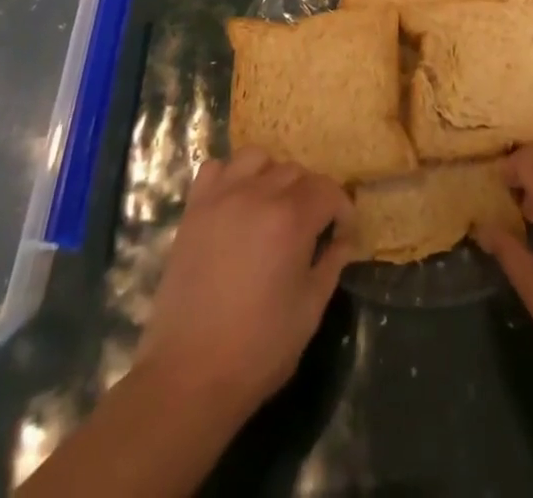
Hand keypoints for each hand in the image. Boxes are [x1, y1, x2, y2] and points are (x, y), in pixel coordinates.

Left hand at [133, 146, 353, 417]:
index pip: (328, 190)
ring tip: (271, 208)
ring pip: (257, 158)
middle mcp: (258, 195)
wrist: (189, 375)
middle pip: (295, 171)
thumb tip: (343, 240)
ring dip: (272, 176)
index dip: (341, 210)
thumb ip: (331, 265)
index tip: (342, 234)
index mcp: (291, 219)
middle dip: (310, 195)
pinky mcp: (194, 208)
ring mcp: (221, 197)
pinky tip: (235, 204)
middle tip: (309, 229)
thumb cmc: (258, 349)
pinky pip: (216, 168)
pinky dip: (230, 176)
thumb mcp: (309, 310)